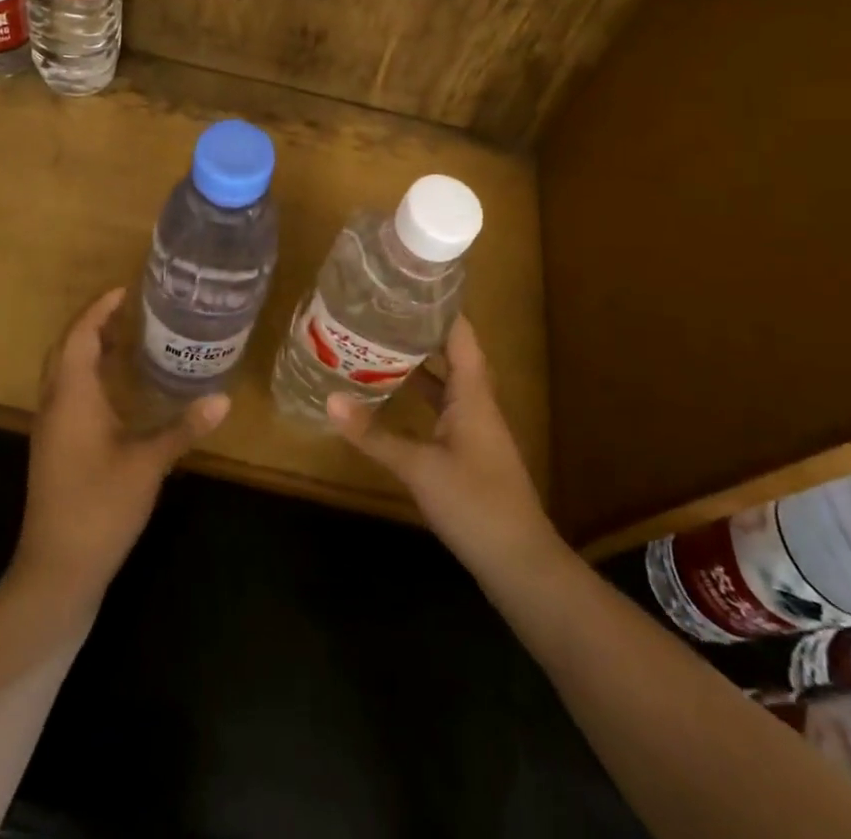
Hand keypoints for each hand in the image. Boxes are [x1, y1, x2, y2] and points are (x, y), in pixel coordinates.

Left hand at [14, 287, 229, 602]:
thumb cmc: (100, 507)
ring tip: (125, 338)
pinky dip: (87, 376)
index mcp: (72, 397)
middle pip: (65, 349)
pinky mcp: (53, 449)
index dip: (99, 309)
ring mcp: (50, 429)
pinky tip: (115, 389)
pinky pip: (66, 394)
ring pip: (63, 372)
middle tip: (128, 309)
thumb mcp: (148, 465)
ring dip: (88, 349)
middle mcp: (54, 405)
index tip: (125, 290)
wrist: (56, 570)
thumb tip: (223, 397)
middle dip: (92, 324)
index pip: (79, 336)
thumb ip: (184, 428)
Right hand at [328, 316, 559, 586]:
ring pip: (445, 383)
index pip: (460, 334)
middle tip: (379, 313)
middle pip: (451, 354)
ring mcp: (474, 429)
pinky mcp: (468, 452)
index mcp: (473, 394)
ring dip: (418, 365)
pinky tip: (392, 398)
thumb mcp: (419, 468)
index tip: (405, 286)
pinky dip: (419, 397)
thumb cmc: (475, 503)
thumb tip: (329, 400)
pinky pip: (442, 408)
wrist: (520, 564)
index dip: (438, 308)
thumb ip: (374, 435)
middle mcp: (476, 403)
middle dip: (419, 332)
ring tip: (378, 345)